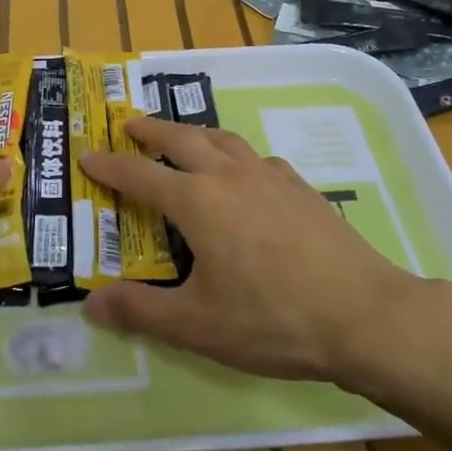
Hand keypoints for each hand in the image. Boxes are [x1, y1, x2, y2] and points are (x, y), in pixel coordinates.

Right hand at [79, 118, 450, 398]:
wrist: (363, 314)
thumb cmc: (272, 319)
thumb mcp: (197, 325)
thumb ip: (141, 311)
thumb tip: (91, 305)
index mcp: (197, 201)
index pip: (140, 175)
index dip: (110, 165)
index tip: (88, 156)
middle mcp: (228, 176)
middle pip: (181, 139)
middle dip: (151, 130)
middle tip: (130, 125)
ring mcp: (269, 177)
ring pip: (223, 139)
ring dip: (194, 133)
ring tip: (183, 138)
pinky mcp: (300, 188)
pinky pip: (257, 159)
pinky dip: (236, 156)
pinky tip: (245, 174)